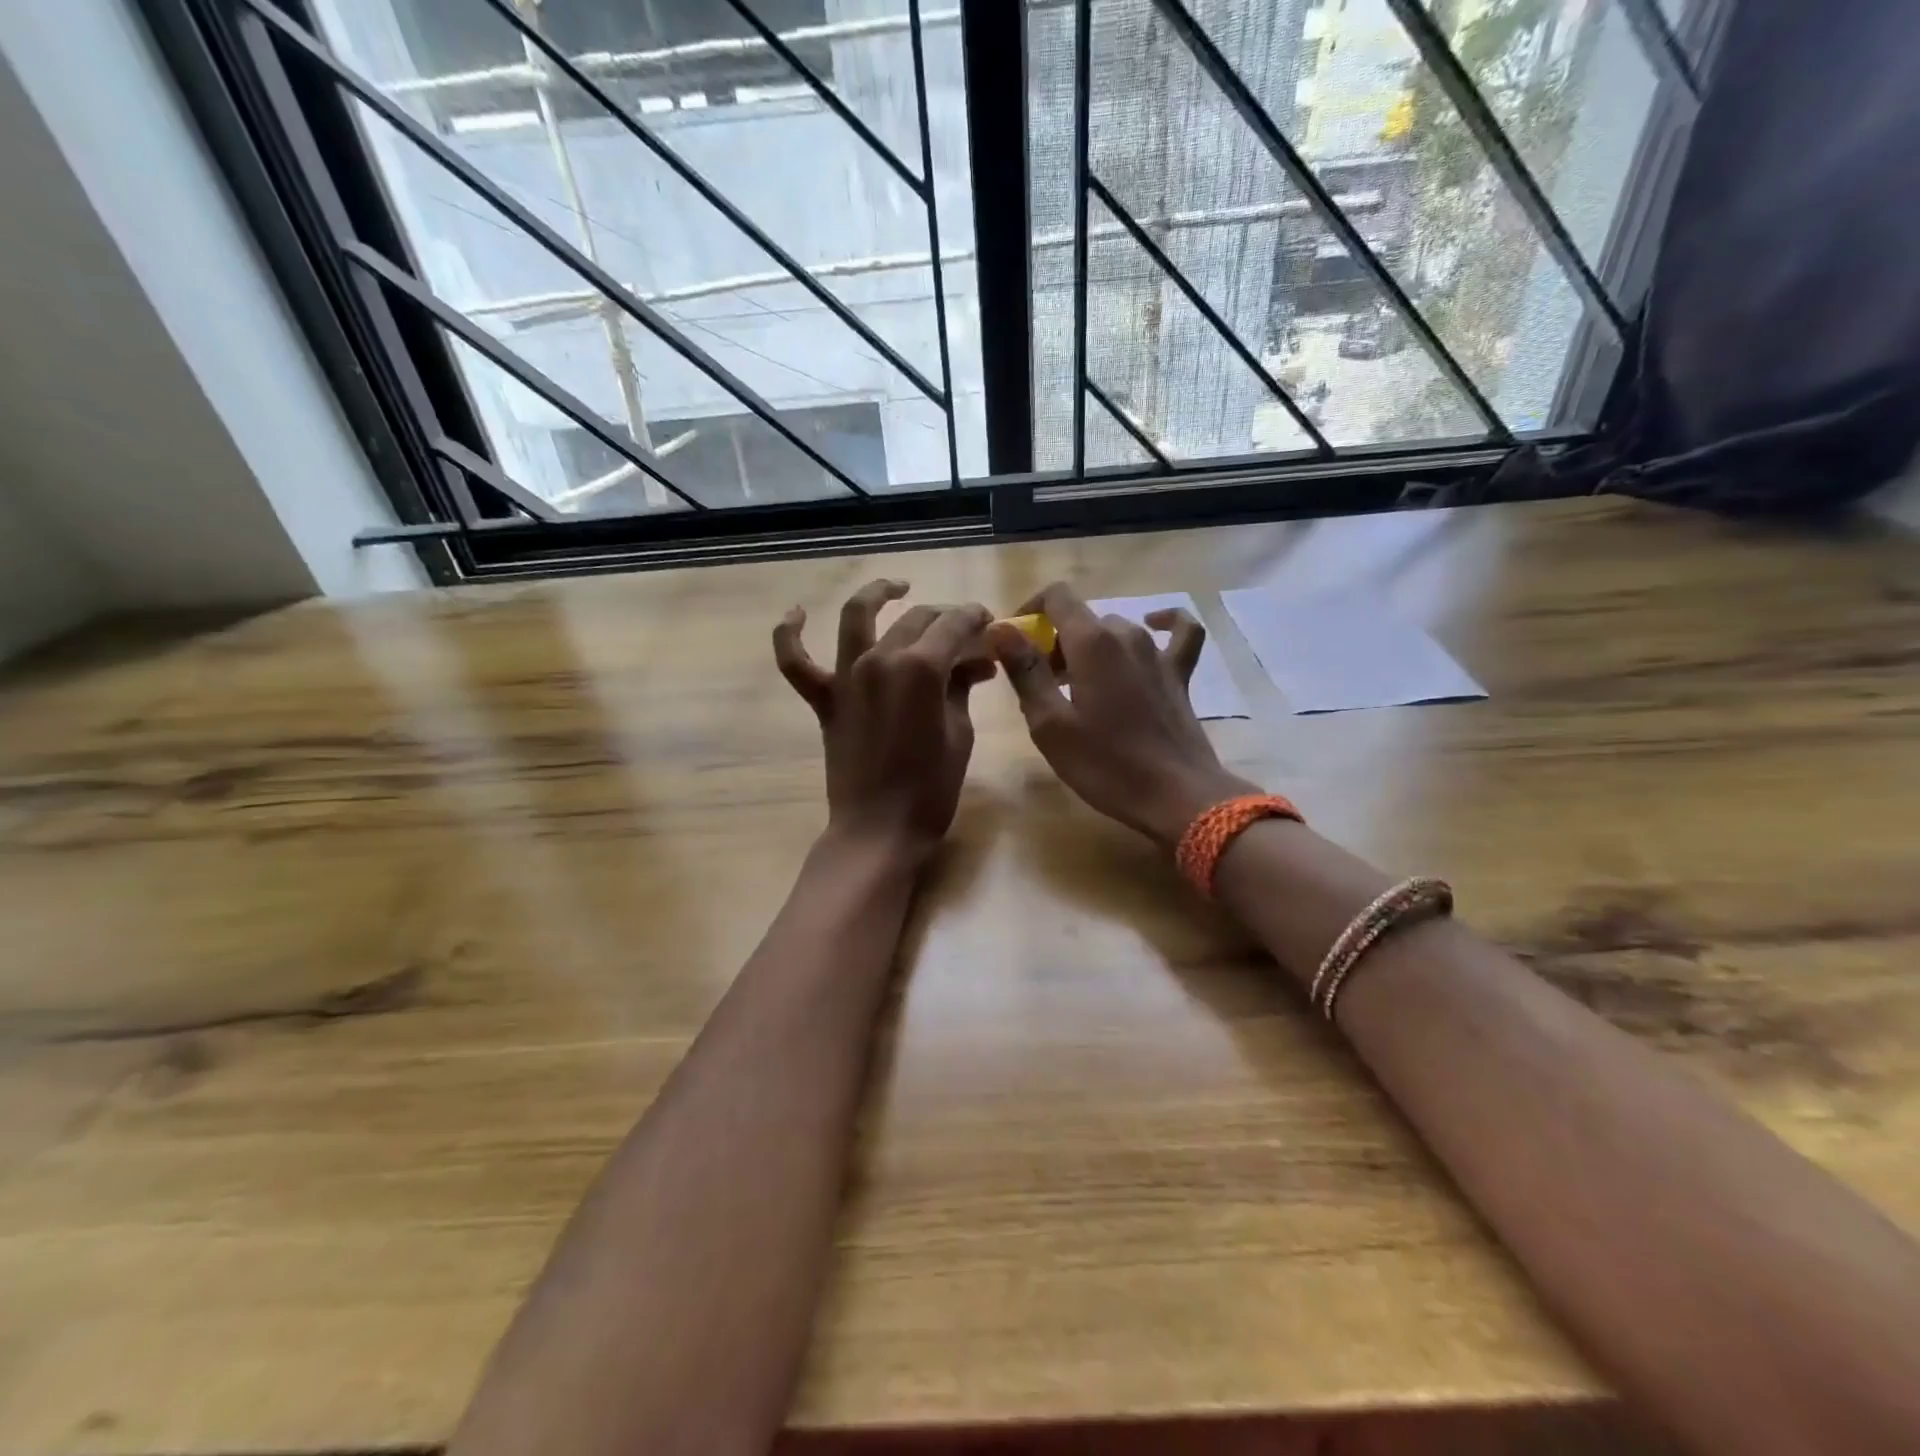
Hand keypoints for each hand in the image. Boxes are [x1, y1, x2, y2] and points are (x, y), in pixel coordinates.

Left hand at [774, 579, 993, 863]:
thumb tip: (975, 661)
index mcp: (922, 668)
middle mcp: (880, 659)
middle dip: (946, 618)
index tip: (990, 624)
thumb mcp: (959, 733)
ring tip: (896, 586)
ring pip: (857, 617)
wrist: (879, 830)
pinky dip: (790, 634)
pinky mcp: (825, 700)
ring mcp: (847, 677)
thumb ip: (962, 687)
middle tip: (966, 633)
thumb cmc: (931, 788)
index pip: (954, 625)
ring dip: (877, 593)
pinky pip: (796, 662)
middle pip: (916, 619)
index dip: (976, 619)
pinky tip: (797, 613)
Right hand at [989, 583, 1256, 846]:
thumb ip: (1025, 671)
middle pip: (1082, 620)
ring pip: (1115, 631)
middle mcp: (1126, 635)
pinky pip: (1178, 632)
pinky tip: (1153, 624)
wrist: (1176, 796)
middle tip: (1041, 685)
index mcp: (1092, 642)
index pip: (1056, 597)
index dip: (1031, 611)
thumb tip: (999, 629)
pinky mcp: (1179, 674)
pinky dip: (1164, 623)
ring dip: (1089, 648)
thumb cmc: (1105, 764)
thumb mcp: (1050, 724)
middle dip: (1055, 643)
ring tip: (1076, 685)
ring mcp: (1158, 653)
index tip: (1016, 642)